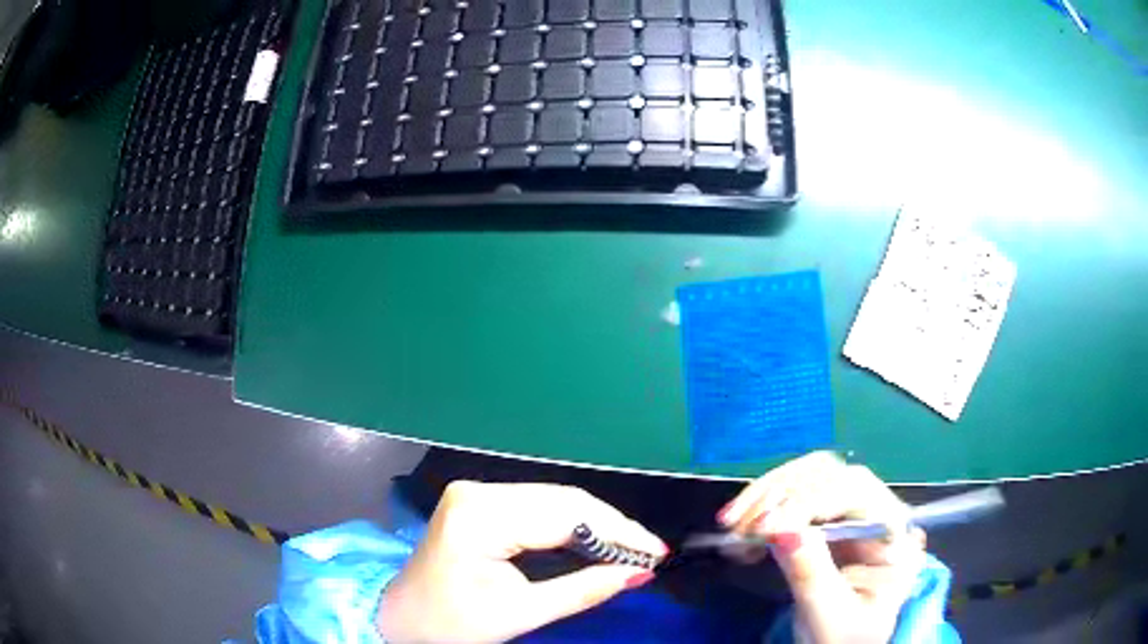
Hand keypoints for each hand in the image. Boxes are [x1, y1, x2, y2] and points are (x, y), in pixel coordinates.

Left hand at [377, 481, 667, 642]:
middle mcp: (478, 491)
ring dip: (595, 525)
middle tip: (648, 553)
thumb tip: (639, 574)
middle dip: (611, 527)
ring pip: (554, 500)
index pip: (565, 515)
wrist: (403, 619)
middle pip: (562, 501)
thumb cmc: (453, 623)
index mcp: (480, 516)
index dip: (617, 533)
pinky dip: (570, 525)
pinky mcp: (479, 502)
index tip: (656, 553)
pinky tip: (594, 542)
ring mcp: (476, 493)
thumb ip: (583, 590)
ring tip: (629, 549)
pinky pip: (537, 507)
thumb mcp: (521, 613)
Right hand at [718, 452, 924, 643]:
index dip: (809, 500)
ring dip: (765, 496)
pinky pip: (792, 496)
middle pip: (830, 473)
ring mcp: (851, 511)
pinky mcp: (826, 519)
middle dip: (780, 493)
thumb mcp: (829, 614)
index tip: (763, 526)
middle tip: (737, 525)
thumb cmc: (845, 637)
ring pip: (808, 477)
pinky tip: (741, 529)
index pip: (855, 491)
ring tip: (731, 526)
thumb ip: (811, 573)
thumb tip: (781, 528)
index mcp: (895, 531)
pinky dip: (762, 508)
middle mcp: (876, 509)